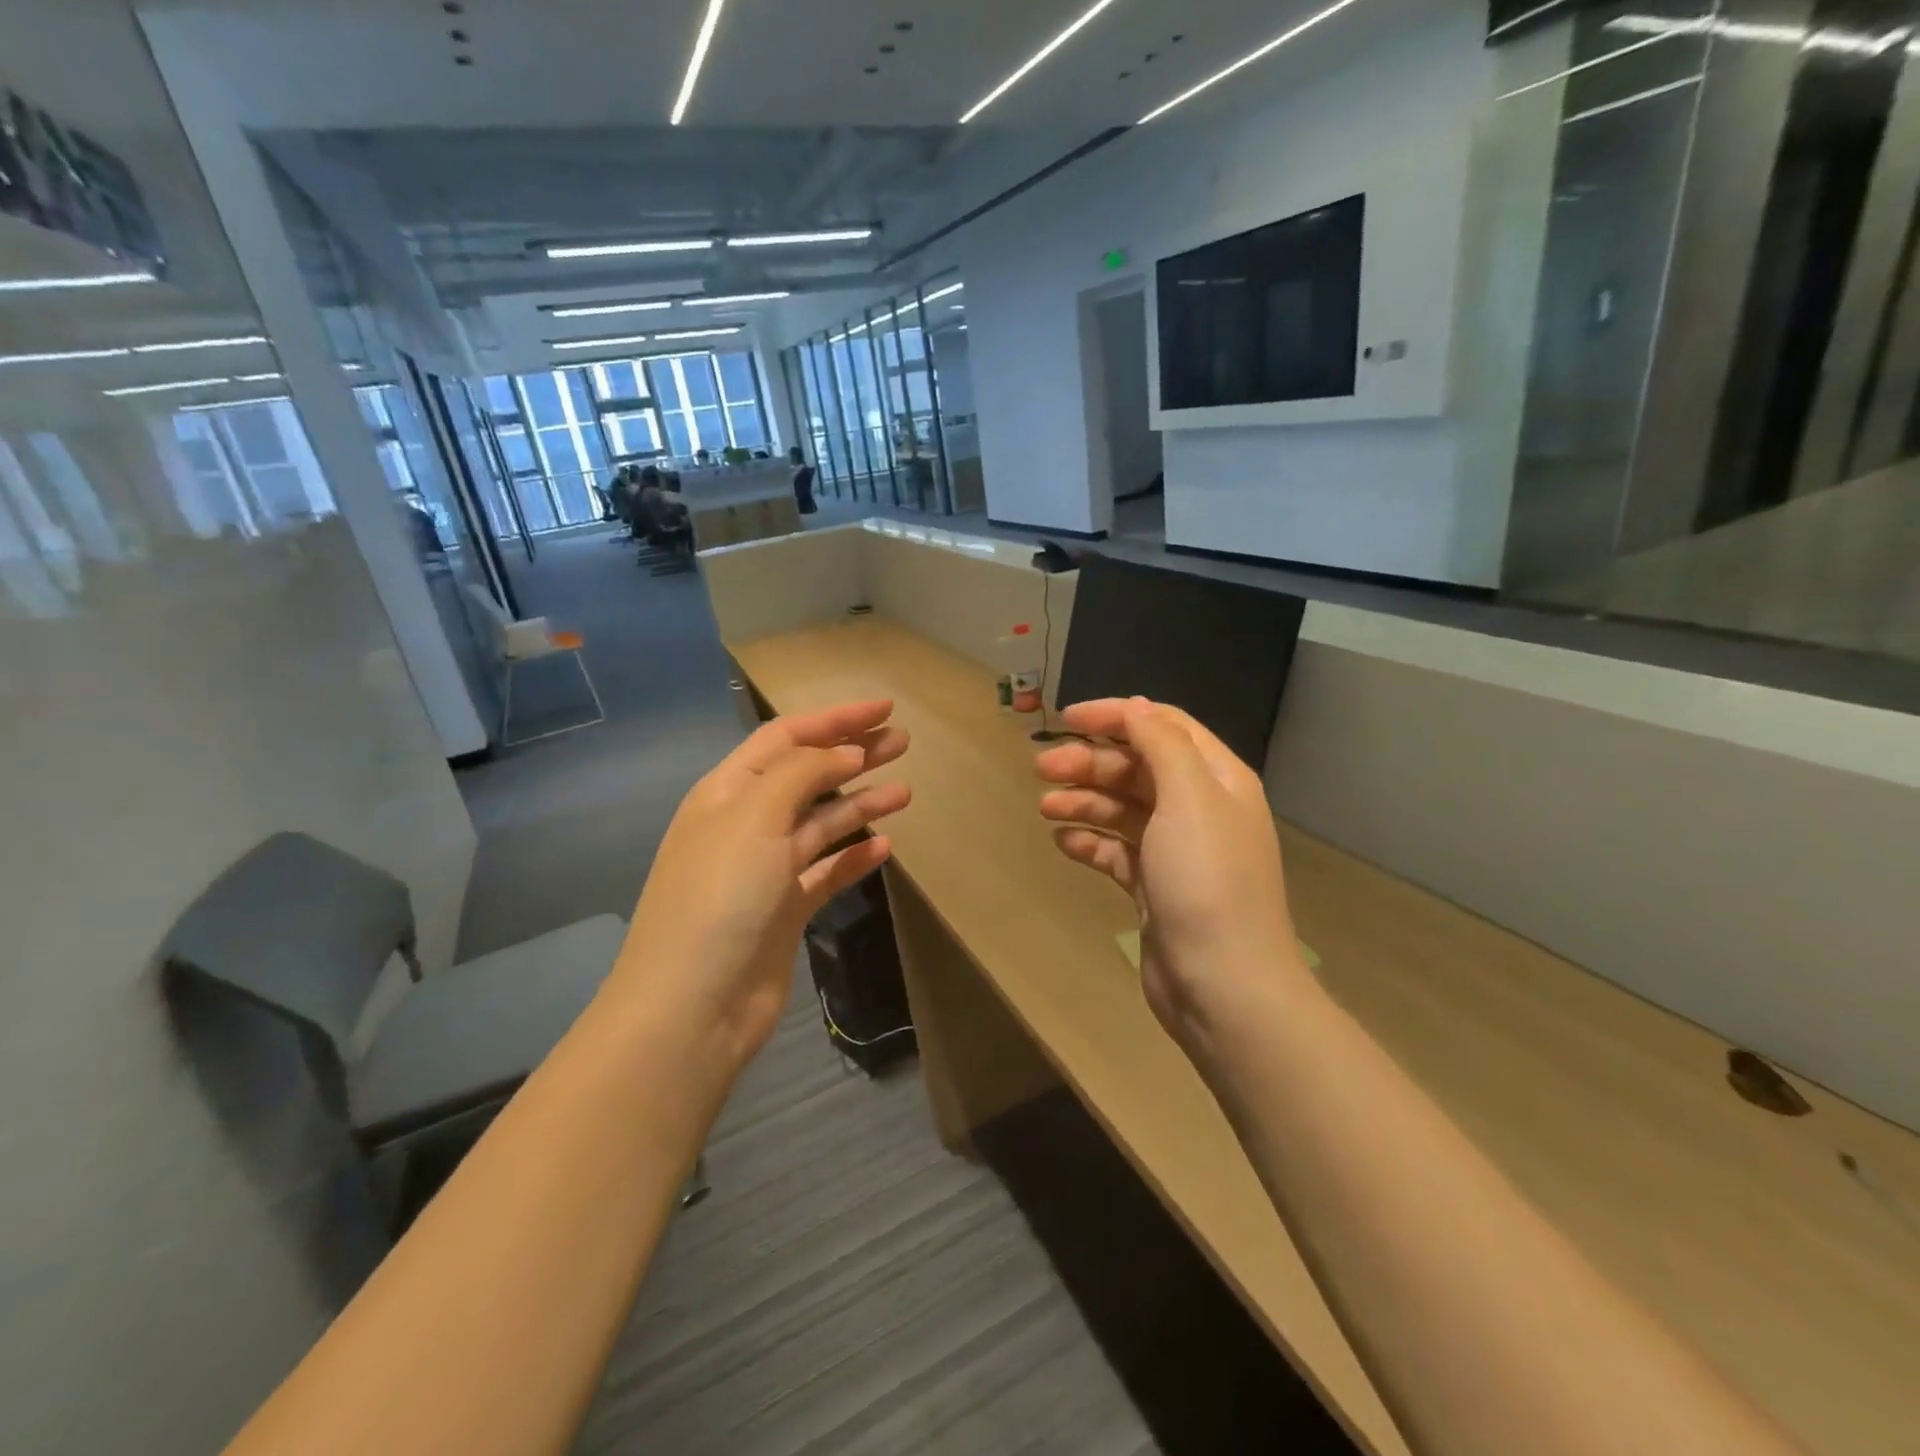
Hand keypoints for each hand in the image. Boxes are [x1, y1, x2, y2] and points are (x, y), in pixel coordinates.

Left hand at [613, 701, 910, 1069]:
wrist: (692, 1007)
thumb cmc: (720, 897)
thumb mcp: (755, 817)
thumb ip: (802, 773)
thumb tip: (846, 752)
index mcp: (727, 792)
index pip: (786, 738)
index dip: (834, 719)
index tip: (883, 710)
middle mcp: (746, 824)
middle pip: (809, 775)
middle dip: (854, 755)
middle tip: (904, 741)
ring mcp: (766, 869)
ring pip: (822, 823)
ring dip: (861, 804)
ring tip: (906, 791)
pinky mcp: (785, 909)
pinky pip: (826, 872)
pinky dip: (854, 858)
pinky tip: (885, 847)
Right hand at [1036, 697, 1305, 1048]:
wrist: (1222, 984)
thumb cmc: (1206, 879)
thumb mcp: (1189, 796)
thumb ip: (1160, 743)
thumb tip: (1135, 706)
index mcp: (1217, 778)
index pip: (1163, 726)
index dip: (1116, 716)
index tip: (1065, 719)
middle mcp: (1199, 807)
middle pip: (1137, 766)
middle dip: (1090, 762)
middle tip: (1042, 769)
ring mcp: (1176, 850)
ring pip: (1122, 808)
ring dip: (1083, 801)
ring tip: (1045, 808)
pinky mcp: (1155, 886)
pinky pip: (1116, 851)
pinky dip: (1090, 842)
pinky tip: (1063, 843)